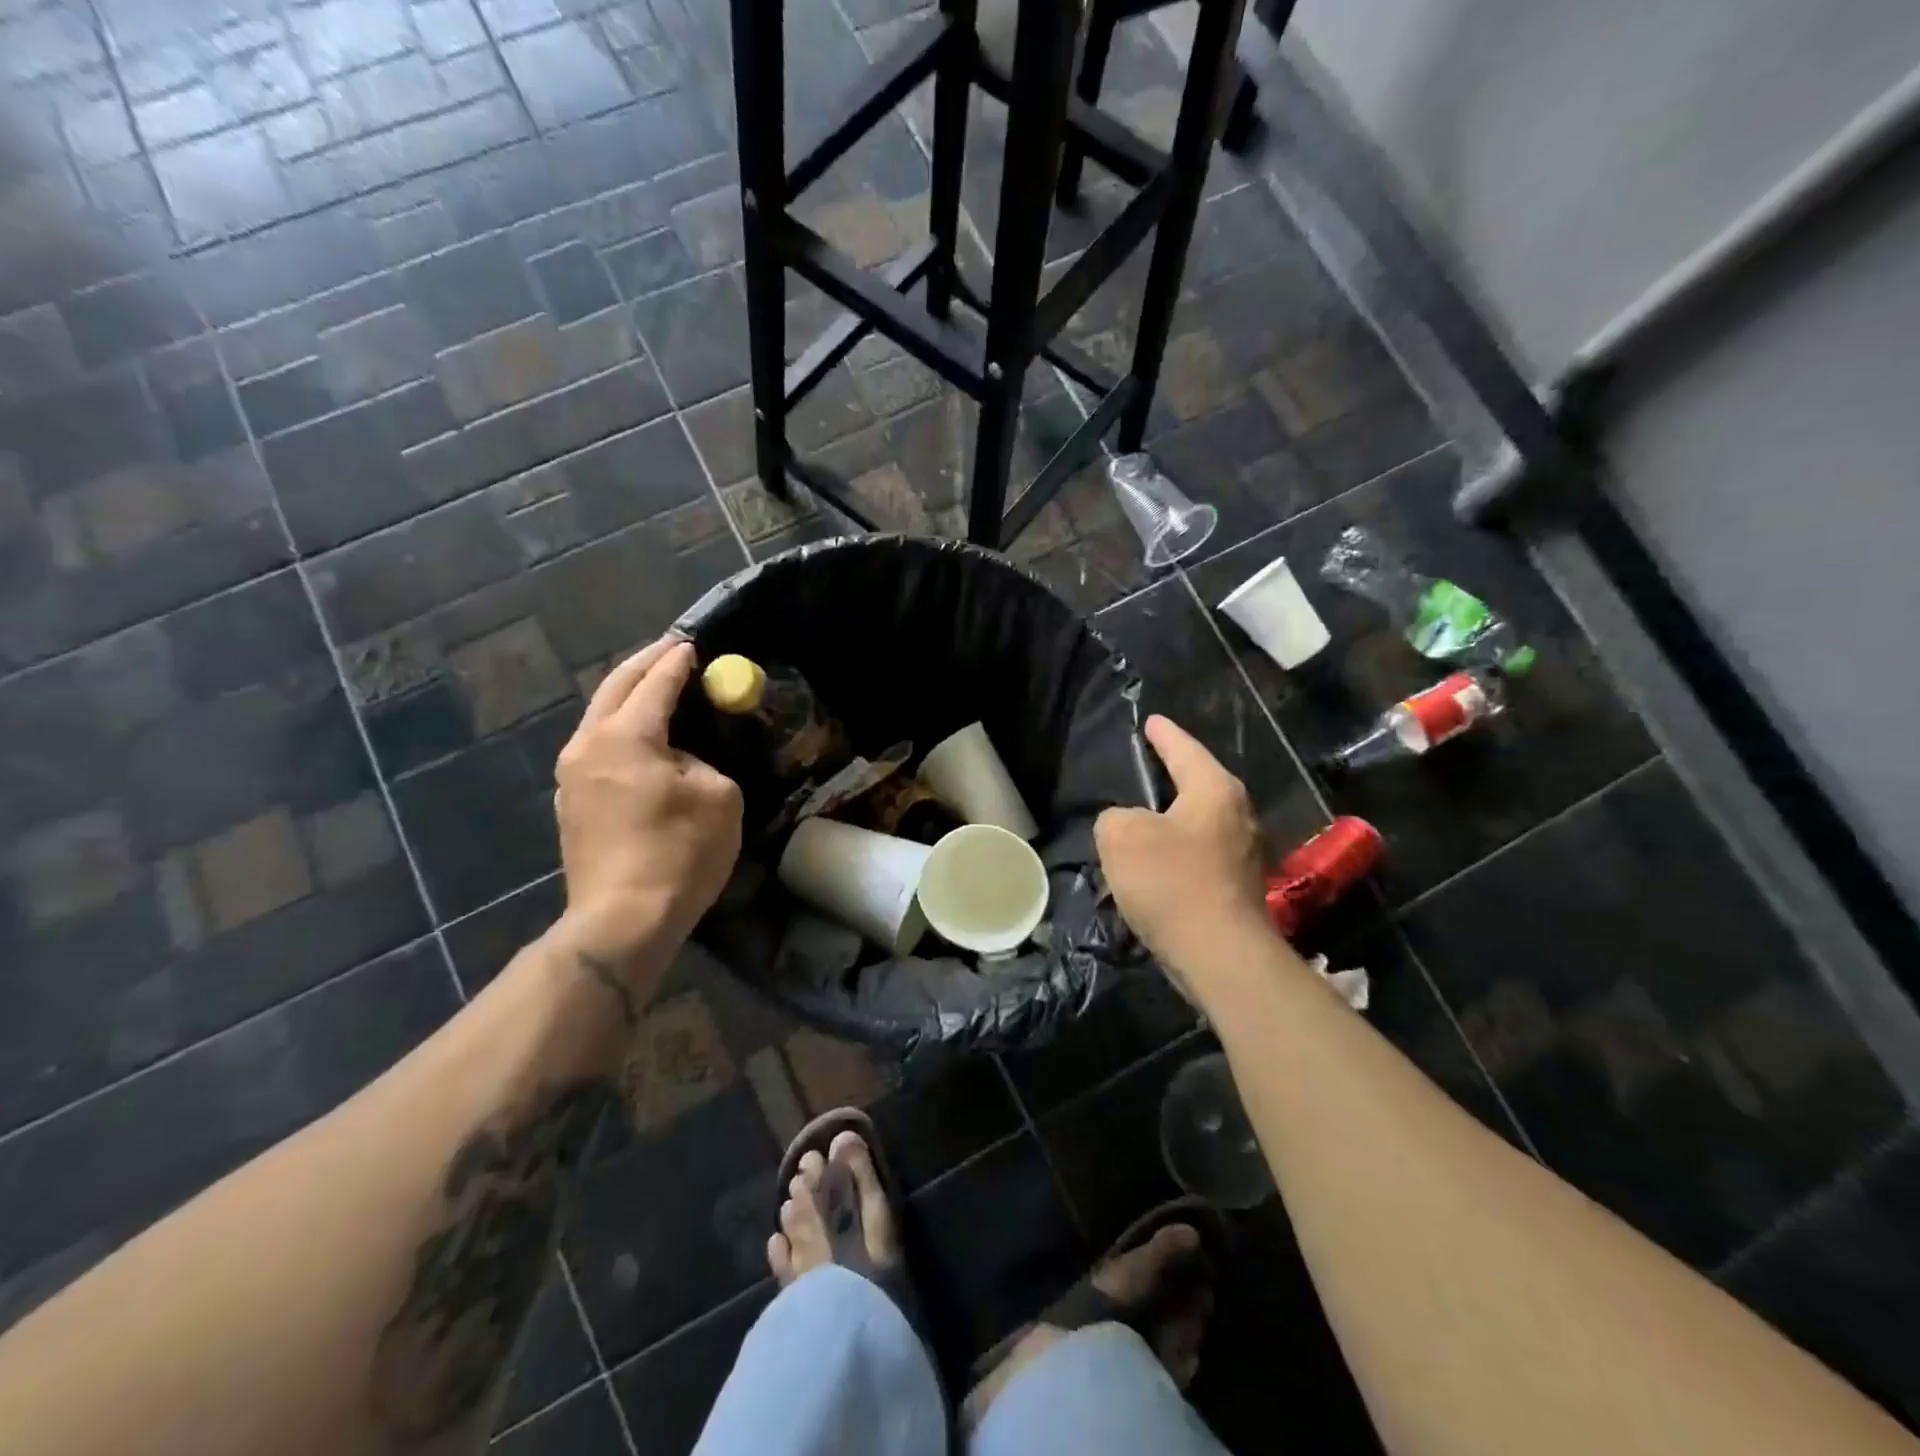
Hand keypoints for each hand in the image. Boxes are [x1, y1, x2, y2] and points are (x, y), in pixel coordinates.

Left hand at [553, 638, 742, 973]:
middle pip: (614, 688)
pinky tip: (641, 738)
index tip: (693, 644)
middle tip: (672, 651)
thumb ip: (701, 761)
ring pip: (599, 718)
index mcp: (625, 736)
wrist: (623, 920)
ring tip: (656, 689)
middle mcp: (587, 745)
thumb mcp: (718, 796)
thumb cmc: (679, 853)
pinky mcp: (570, 804)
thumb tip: (680, 761)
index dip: (677, 661)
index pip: (655, 683)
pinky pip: (597, 748)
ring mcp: (571, 776)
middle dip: (644, 665)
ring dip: (628, 697)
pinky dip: (620, 730)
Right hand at [1095, 715, 1270, 985]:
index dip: (1163, 734)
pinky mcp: (1239, 888)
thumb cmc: (1171, 881)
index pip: (1184, 749)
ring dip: (1172, 821)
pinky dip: (1177, 853)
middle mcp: (1238, 815)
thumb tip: (1127, 824)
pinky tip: (1155, 865)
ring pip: (1200, 823)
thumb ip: (1115, 817)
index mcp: (1214, 790)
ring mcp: (1244, 854)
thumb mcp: (1120, 835)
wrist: (1220, 955)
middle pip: (1199, 784)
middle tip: (1146, 766)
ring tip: (1141, 819)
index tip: (1151, 721)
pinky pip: (1201, 855)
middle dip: (1173, 776)